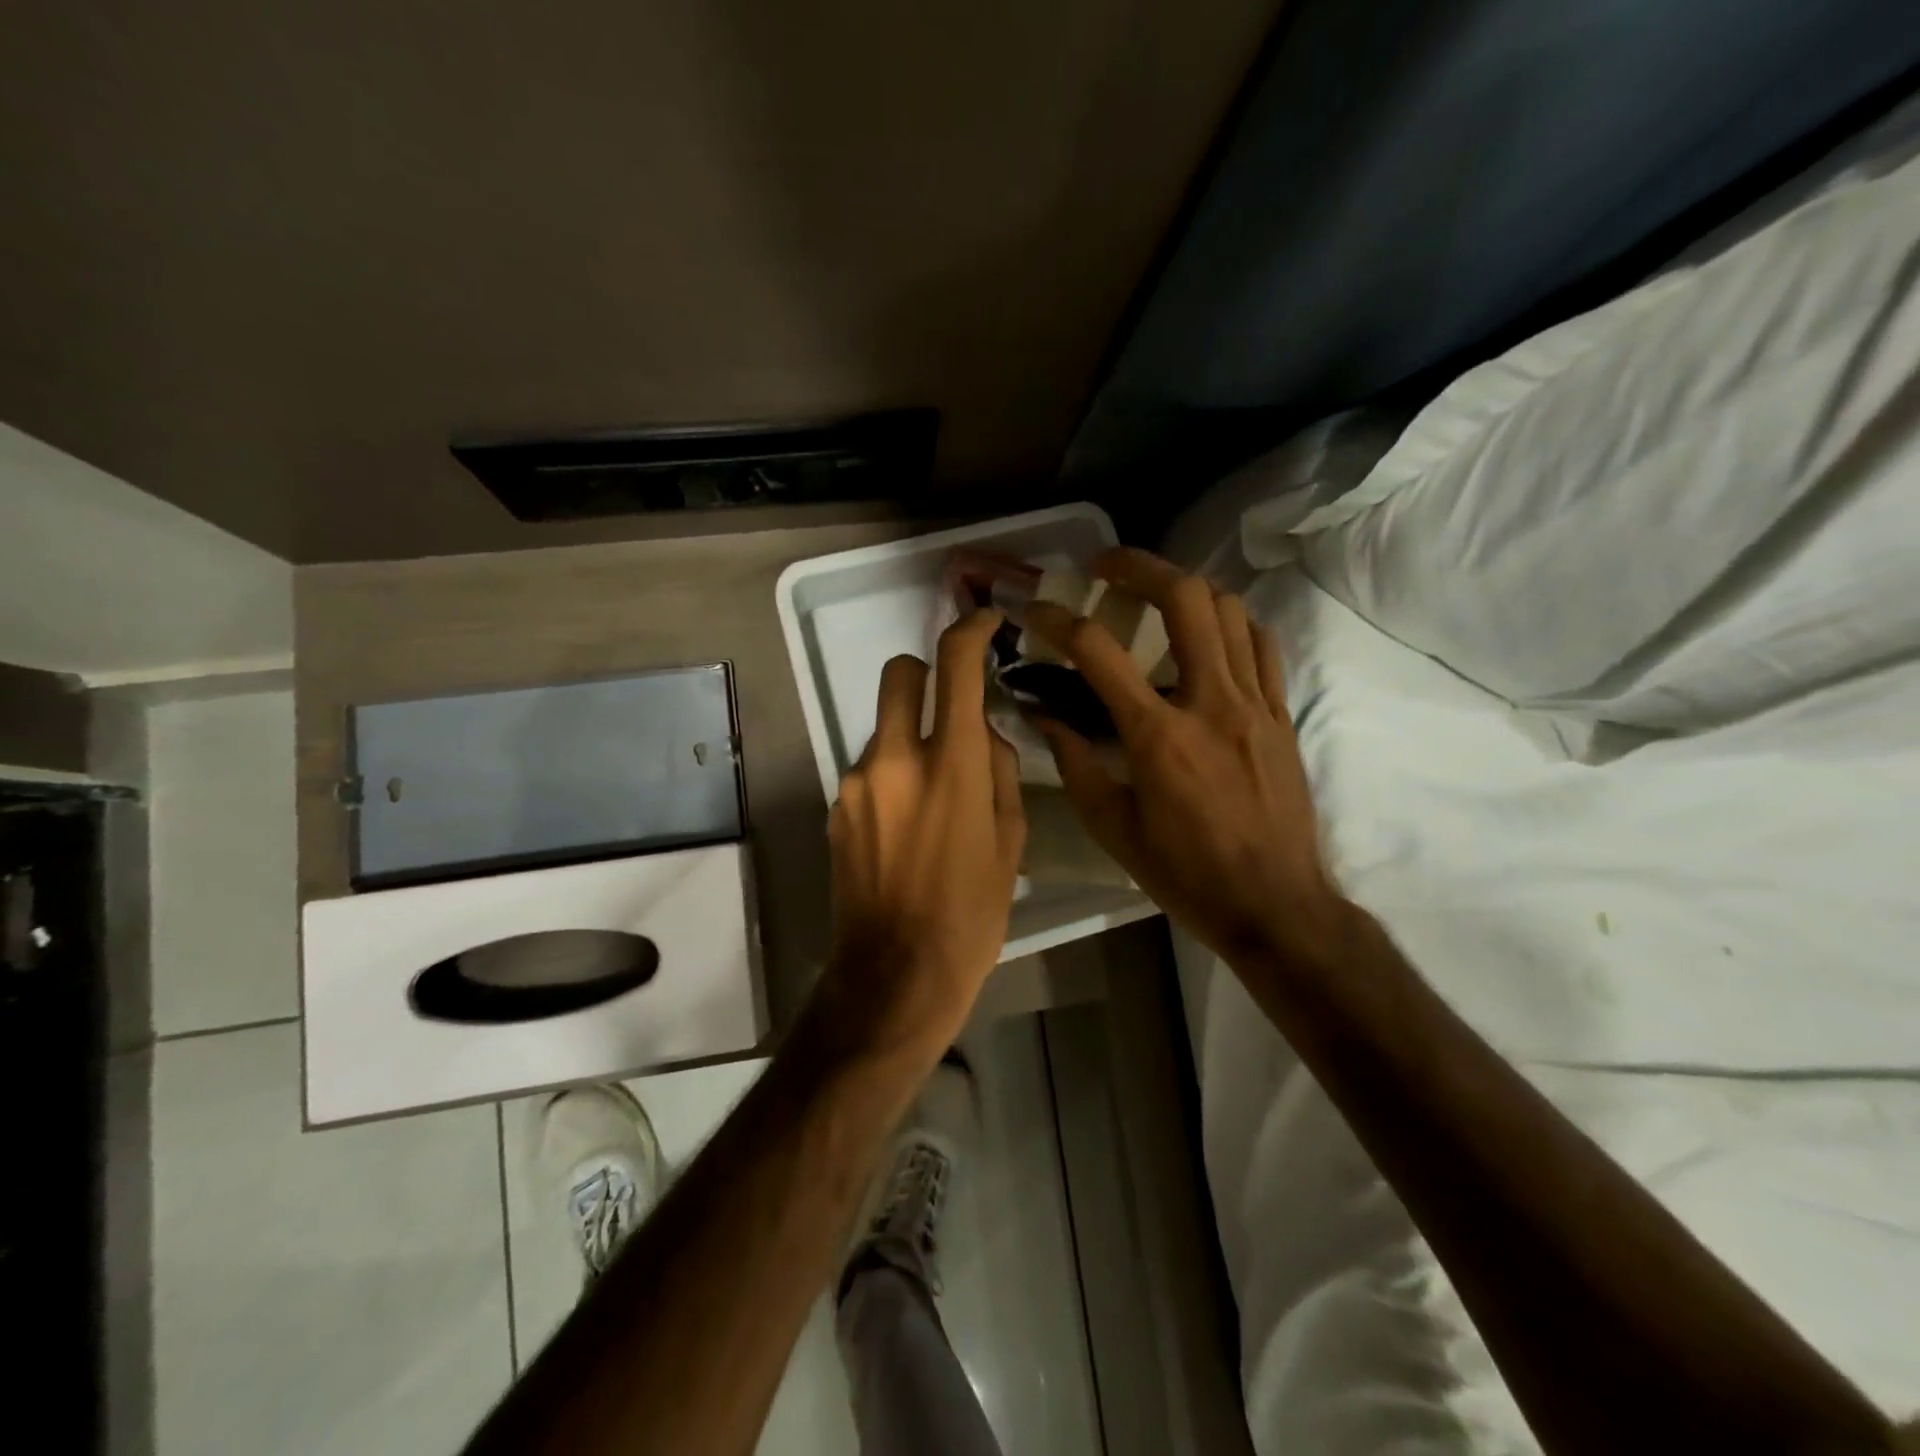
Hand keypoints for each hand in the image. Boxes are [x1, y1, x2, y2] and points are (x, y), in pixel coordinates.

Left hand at [822, 609, 1026, 1050]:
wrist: (895, 973)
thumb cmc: (971, 914)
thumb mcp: (1011, 842)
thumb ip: (1002, 773)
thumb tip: (988, 737)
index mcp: (954, 764)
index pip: (956, 666)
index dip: (970, 630)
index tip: (983, 622)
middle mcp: (897, 758)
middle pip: (899, 672)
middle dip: (925, 671)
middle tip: (949, 706)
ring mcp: (857, 781)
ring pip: (884, 727)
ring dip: (910, 739)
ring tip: (931, 799)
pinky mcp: (836, 806)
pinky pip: (868, 769)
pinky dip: (890, 777)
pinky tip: (904, 828)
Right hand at [1027, 548, 1338, 962]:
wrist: (1275, 905)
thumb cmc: (1186, 873)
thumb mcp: (1114, 829)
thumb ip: (1076, 765)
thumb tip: (1045, 716)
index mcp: (1158, 736)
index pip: (1097, 652)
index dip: (1057, 620)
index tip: (1034, 610)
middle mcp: (1210, 703)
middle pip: (1183, 598)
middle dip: (1138, 566)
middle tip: (1106, 566)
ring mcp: (1255, 703)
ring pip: (1228, 609)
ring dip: (1185, 589)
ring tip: (1154, 597)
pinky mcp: (1282, 714)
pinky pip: (1262, 644)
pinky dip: (1232, 623)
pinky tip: (1209, 635)